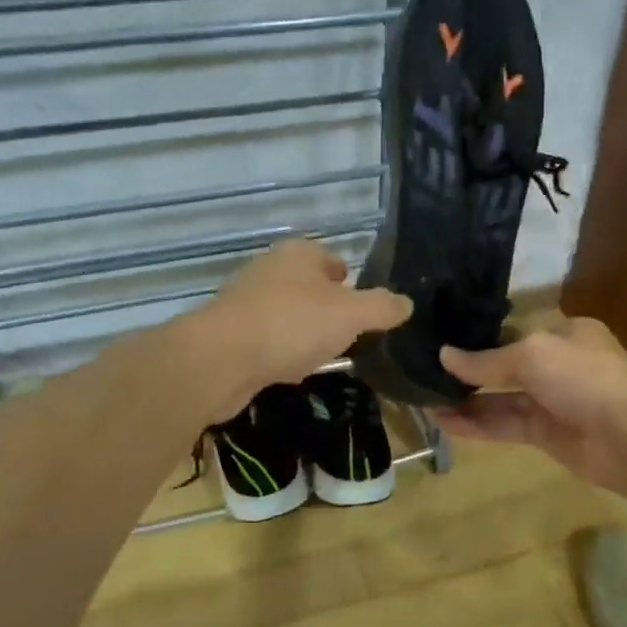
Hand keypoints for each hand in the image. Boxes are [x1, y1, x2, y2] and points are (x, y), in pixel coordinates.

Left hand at [192, 240, 410, 415]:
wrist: (219, 359)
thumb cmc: (291, 325)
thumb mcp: (351, 314)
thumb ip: (382, 307)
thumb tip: (406, 303)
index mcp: (299, 254)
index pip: (334, 261)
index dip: (352, 284)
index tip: (365, 313)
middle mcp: (270, 269)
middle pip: (310, 288)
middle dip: (329, 312)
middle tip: (349, 338)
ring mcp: (246, 301)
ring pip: (289, 316)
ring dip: (305, 335)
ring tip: (322, 357)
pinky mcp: (230, 333)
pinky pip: (267, 340)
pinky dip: (281, 354)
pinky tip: (290, 372)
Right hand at [431, 317, 626, 491]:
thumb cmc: (583, 378)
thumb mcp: (531, 356)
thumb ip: (485, 360)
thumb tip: (444, 356)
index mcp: (564, 333)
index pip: (512, 332)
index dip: (477, 338)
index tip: (441, 342)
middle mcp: (558, 364)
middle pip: (504, 367)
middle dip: (467, 373)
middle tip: (425, 374)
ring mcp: (552, 401)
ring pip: (501, 399)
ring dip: (466, 401)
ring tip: (425, 401)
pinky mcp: (546, 434)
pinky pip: (505, 425)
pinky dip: (477, 424)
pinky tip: (445, 422)